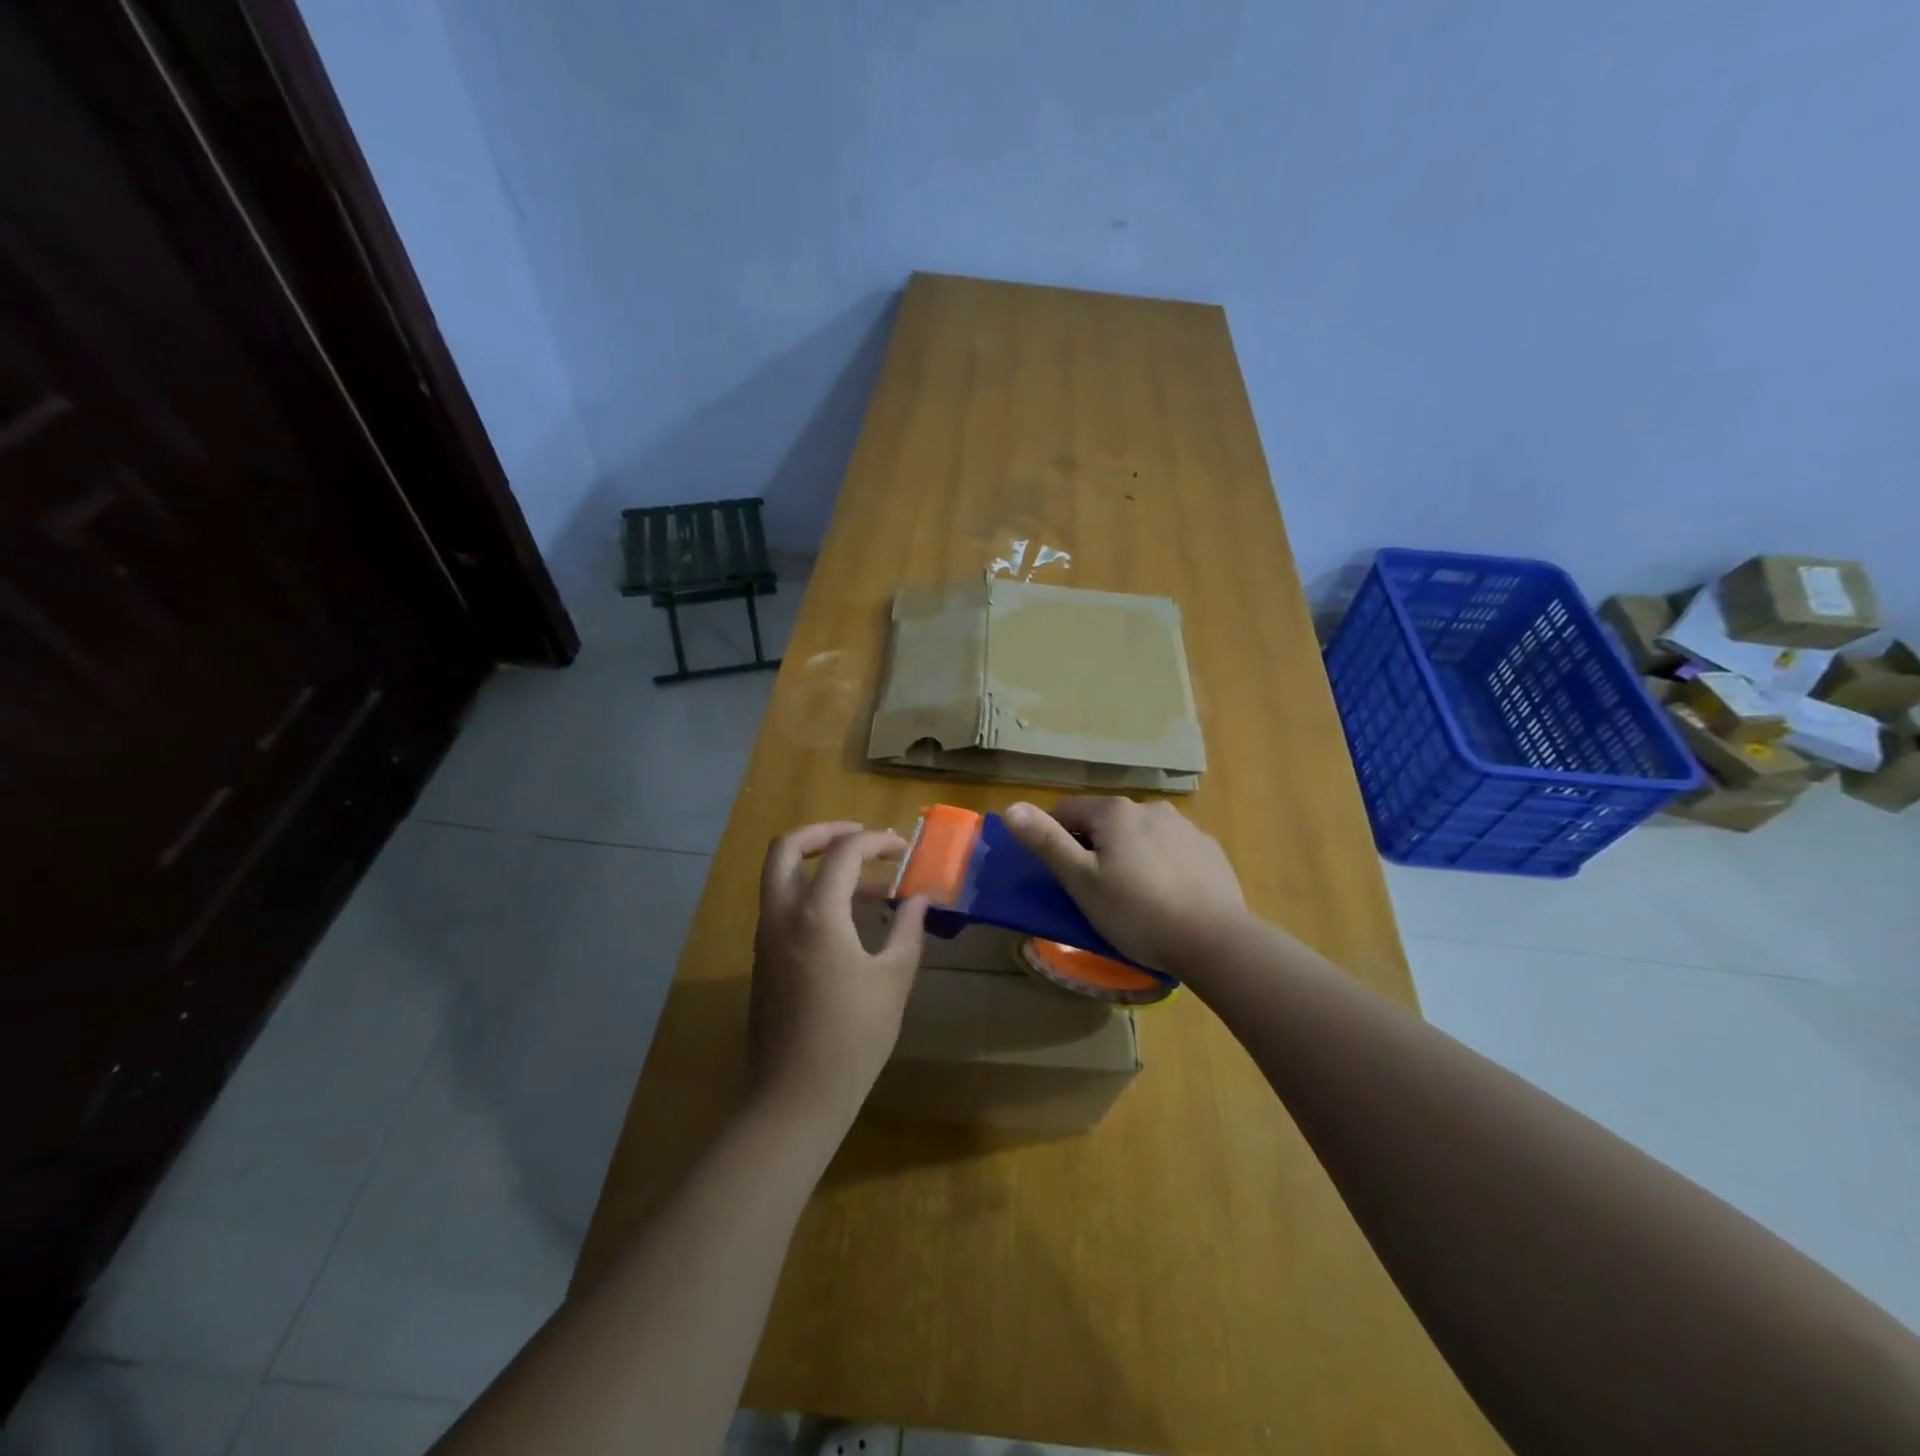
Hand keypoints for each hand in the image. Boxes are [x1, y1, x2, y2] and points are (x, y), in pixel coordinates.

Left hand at [748, 822, 927, 1126]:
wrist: (794, 1098)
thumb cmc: (852, 1038)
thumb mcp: (892, 980)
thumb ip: (908, 930)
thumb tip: (920, 899)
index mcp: (816, 914)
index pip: (843, 852)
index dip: (875, 841)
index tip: (903, 849)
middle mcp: (782, 915)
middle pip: (787, 848)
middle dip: (824, 832)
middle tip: (860, 837)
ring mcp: (766, 938)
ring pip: (780, 877)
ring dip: (818, 865)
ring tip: (867, 882)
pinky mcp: (764, 961)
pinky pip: (783, 907)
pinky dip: (811, 894)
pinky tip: (849, 920)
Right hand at [1003, 797, 1245, 972]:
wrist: (1215, 940)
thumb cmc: (1137, 912)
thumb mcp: (1081, 881)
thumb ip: (1046, 841)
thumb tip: (1011, 807)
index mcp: (1114, 811)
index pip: (1066, 811)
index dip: (1054, 840)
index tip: (1060, 876)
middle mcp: (1150, 807)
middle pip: (1105, 823)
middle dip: (1094, 849)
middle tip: (1094, 893)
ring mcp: (1185, 827)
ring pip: (1140, 835)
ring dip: (1129, 855)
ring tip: (1133, 899)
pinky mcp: (1210, 850)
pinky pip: (1172, 851)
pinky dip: (1161, 866)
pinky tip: (1167, 898)